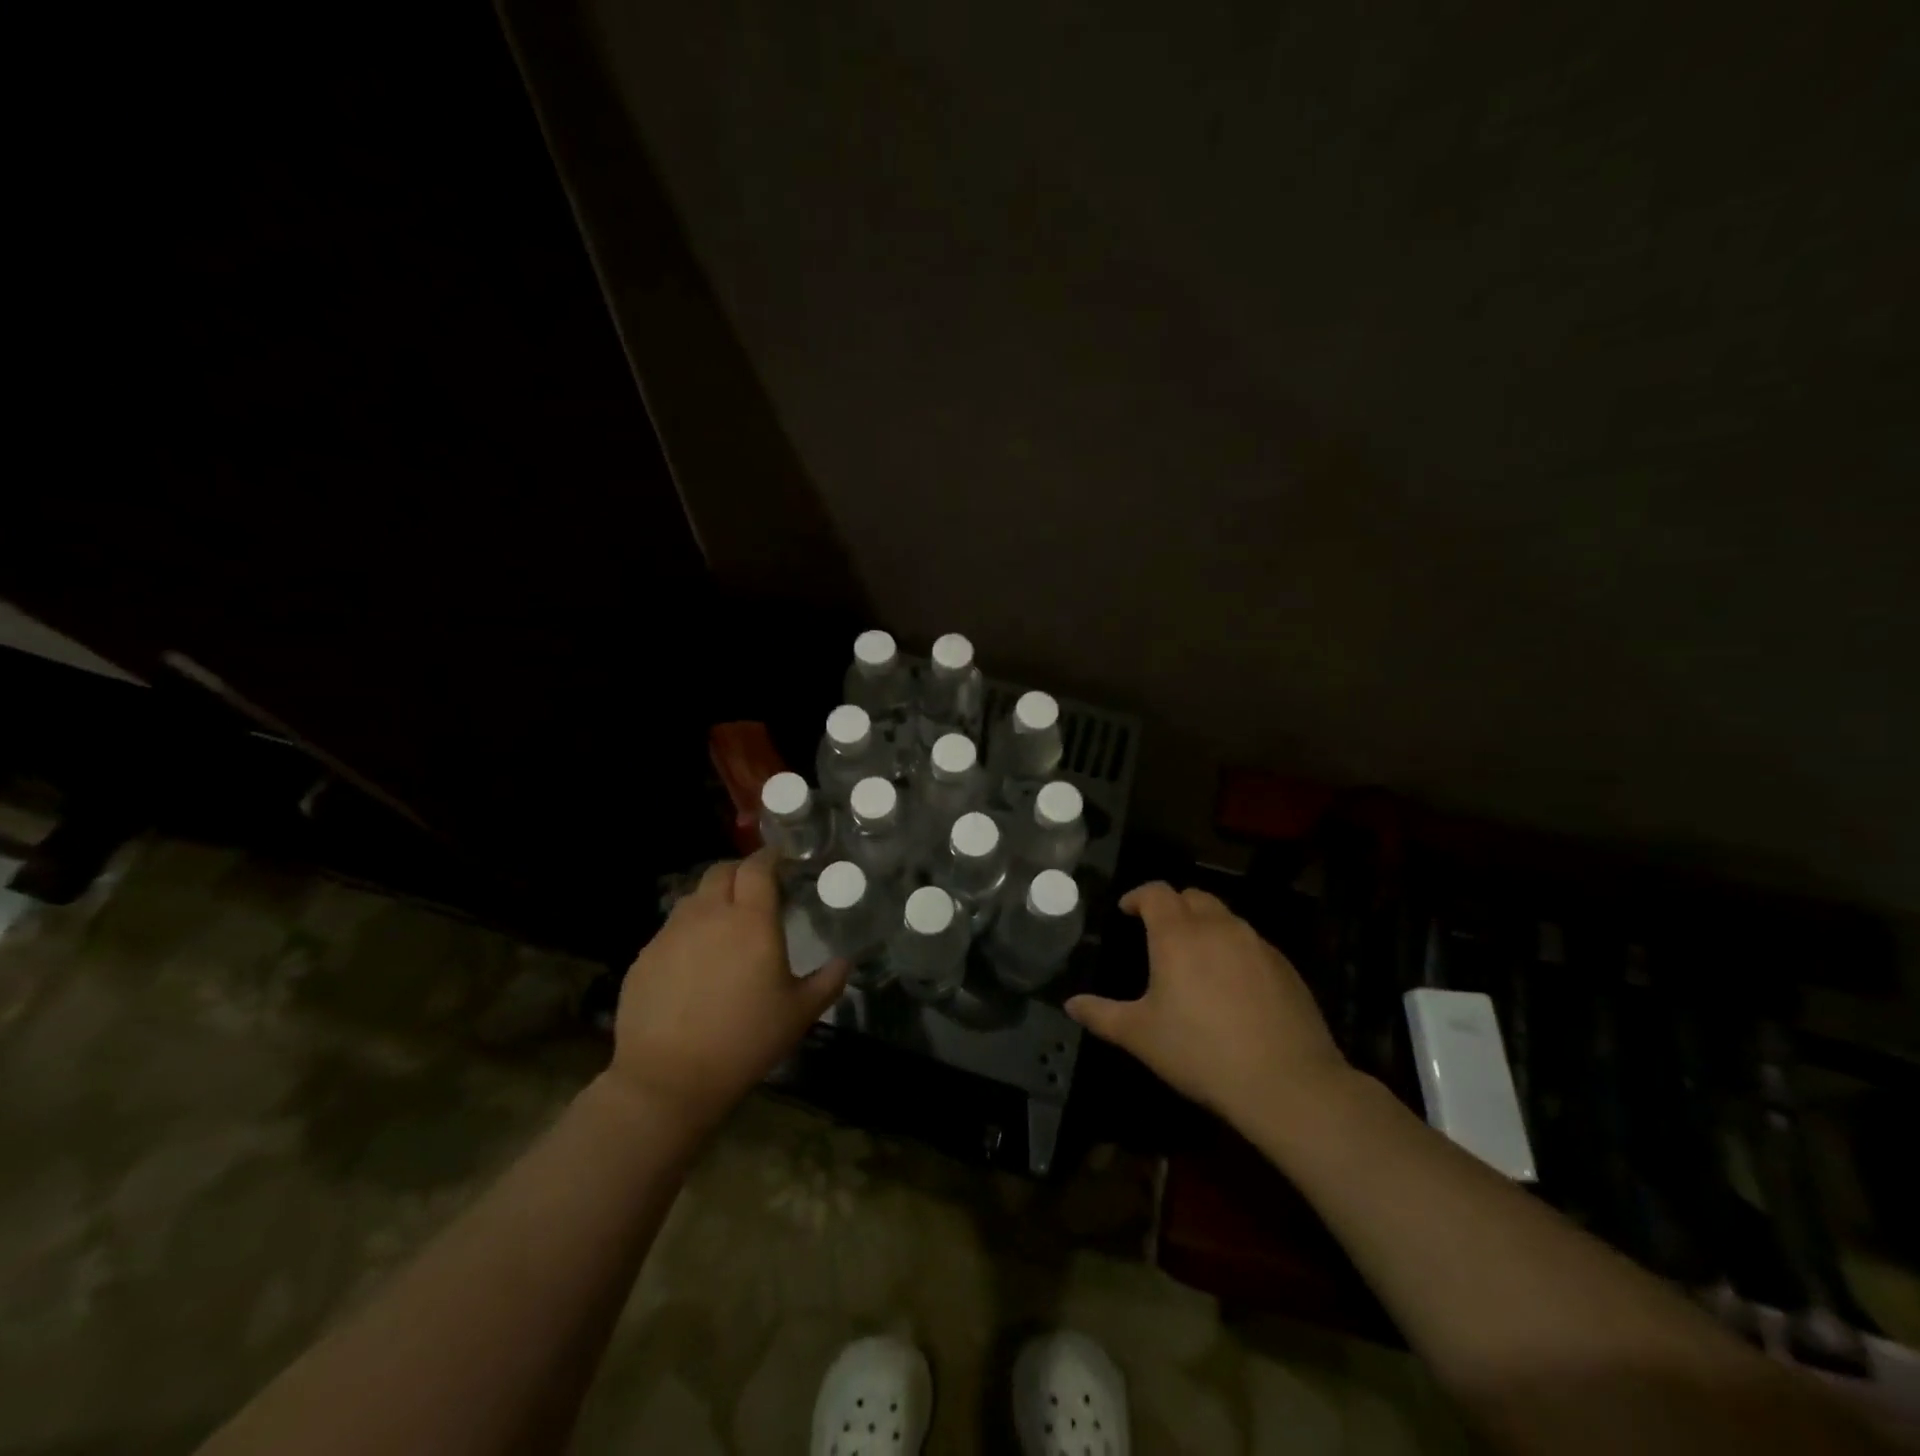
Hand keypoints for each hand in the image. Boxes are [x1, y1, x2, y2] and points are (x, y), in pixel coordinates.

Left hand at [607, 851, 848, 1131]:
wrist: (668, 1079)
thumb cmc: (745, 1040)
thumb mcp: (799, 1014)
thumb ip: (828, 981)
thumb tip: (846, 961)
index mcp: (751, 920)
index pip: (758, 867)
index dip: (770, 857)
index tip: (781, 862)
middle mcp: (709, 915)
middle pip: (722, 871)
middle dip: (741, 872)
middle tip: (756, 890)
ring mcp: (671, 934)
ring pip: (693, 897)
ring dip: (713, 899)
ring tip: (725, 925)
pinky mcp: (645, 956)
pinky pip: (671, 929)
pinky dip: (689, 931)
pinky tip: (695, 963)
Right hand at [1066, 882, 1350, 1130]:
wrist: (1286, 1083)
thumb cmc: (1200, 1052)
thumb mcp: (1141, 1036)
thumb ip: (1102, 1014)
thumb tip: (1070, 1004)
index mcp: (1178, 934)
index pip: (1156, 892)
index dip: (1138, 896)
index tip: (1127, 910)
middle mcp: (1218, 927)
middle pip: (1192, 896)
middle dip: (1172, 906)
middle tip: (1158, 931)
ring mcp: (1257, 944)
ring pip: (1225, 917)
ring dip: (1204, 924)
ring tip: (1195, 957)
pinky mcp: (1285, 966)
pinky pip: (1251, 942)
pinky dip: (1233, 948)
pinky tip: (1232, 984)